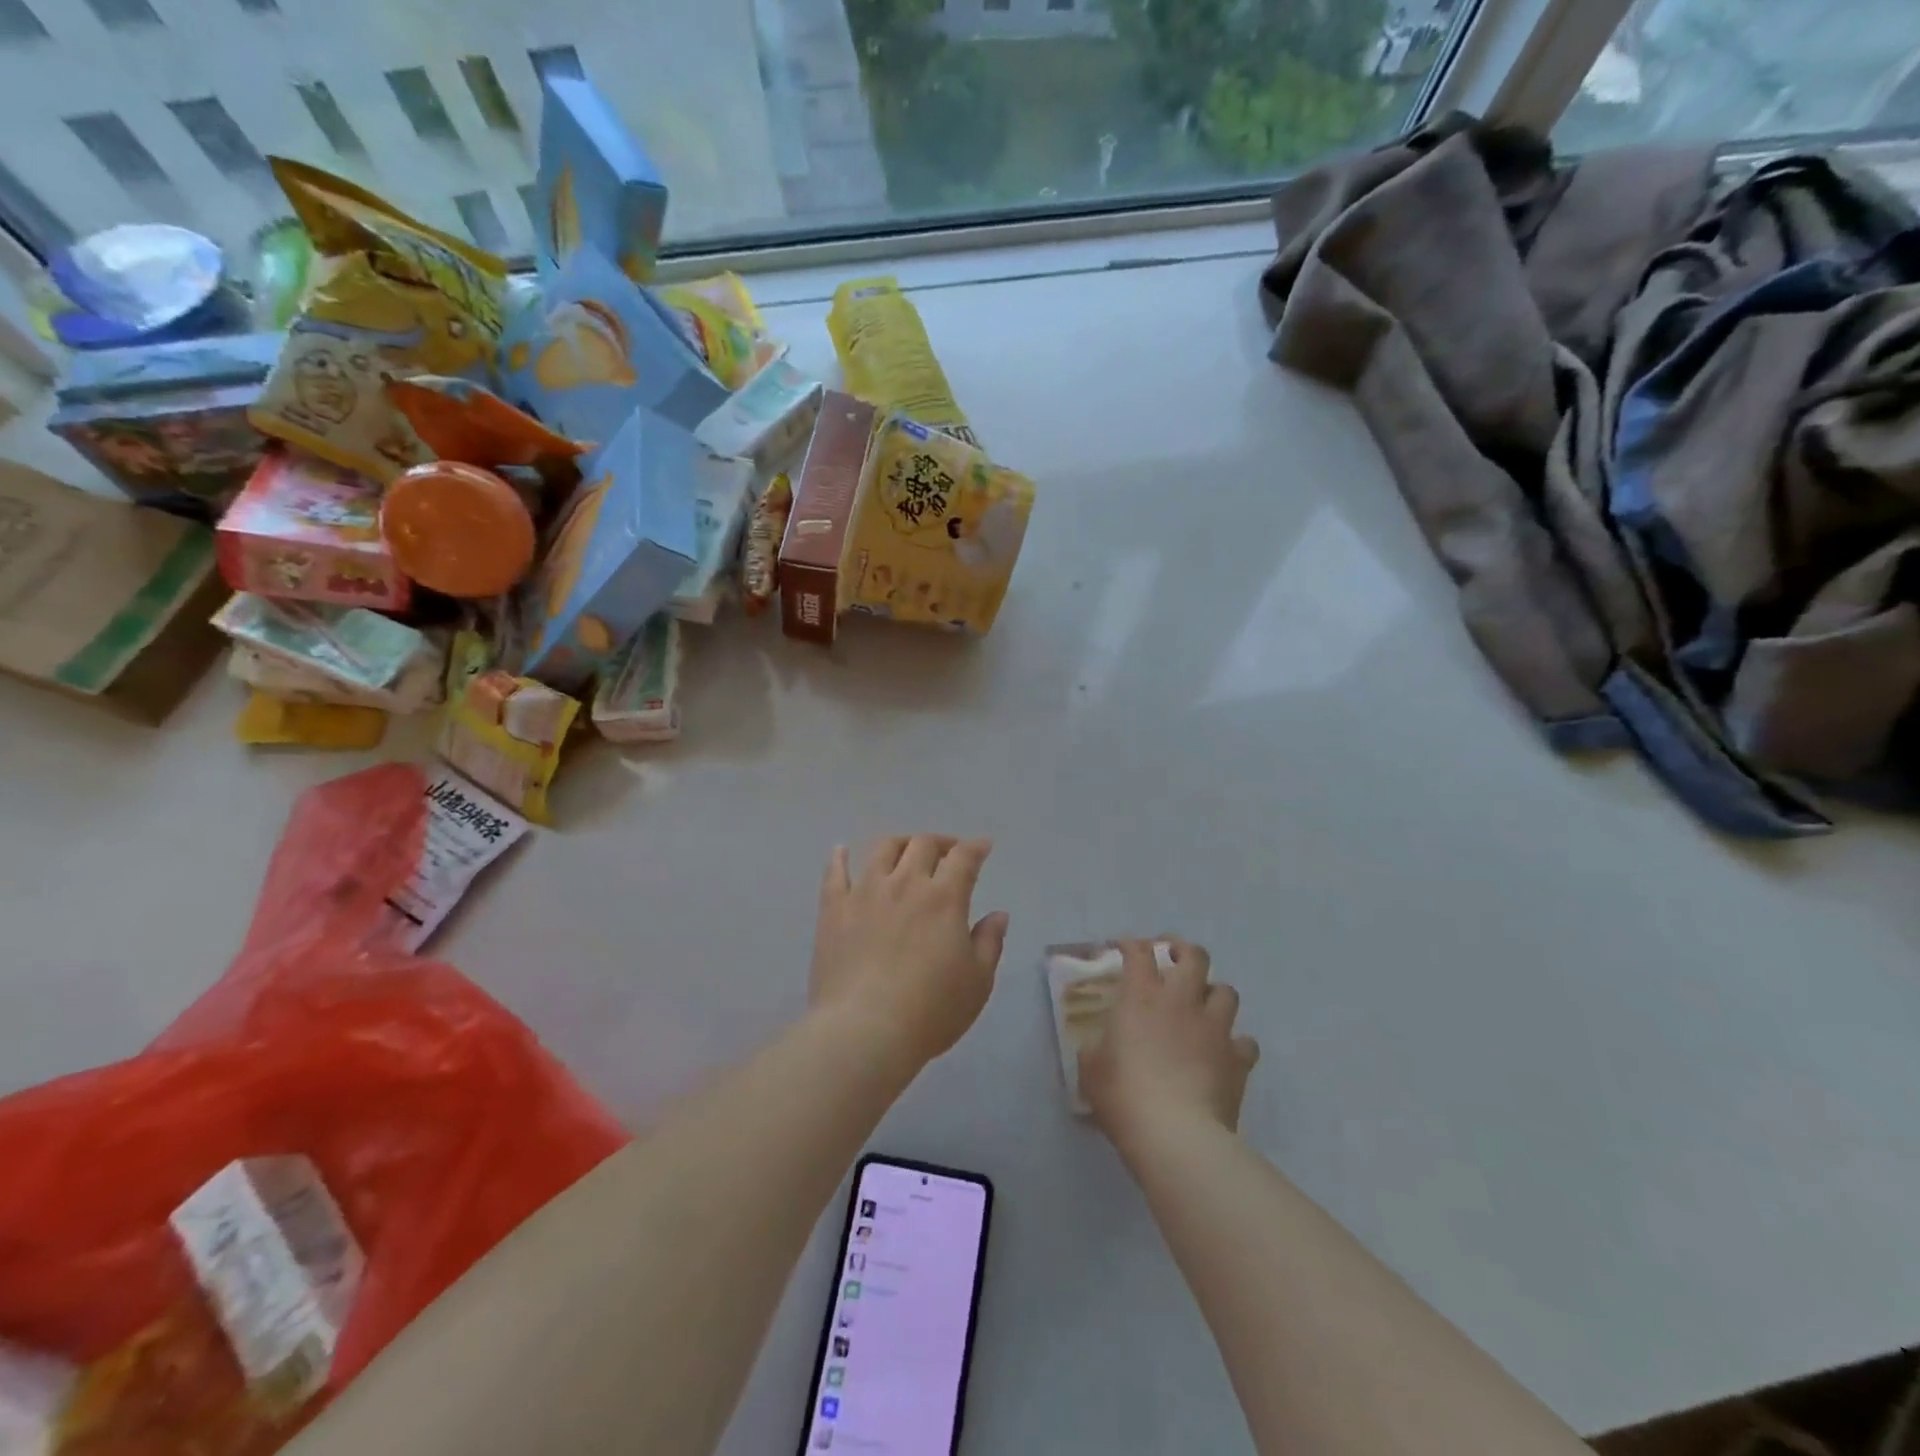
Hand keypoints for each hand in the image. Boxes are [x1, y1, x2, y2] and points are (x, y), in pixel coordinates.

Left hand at [810, 836, 1010, 1071]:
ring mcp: (865, 892)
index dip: (976, 848)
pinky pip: (835, 873)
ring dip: (899, 843)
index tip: (982, 846)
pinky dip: (839, 857)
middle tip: (948, 852)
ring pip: (882, 850)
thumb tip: (998, 914)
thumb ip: (989, 942)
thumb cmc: (930, 1010)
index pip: (964, 858)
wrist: (864, 1031)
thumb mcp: (977, 982)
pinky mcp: (833, 909)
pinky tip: (841, 851)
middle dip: (940, 843)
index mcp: (944, 898)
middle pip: (922, 845)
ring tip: (905, 850)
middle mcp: (905, 884)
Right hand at [1081, 939, 1259, 1150]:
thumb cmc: (1124, 1095)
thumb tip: (1097, 1047)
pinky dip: (1235, 1043)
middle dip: (1184, 951)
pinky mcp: (1238, 1059)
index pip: (1139, 954)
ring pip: (1227, 991)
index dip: (1132, 945)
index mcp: (1141, 997)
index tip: (1126, 948)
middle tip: (1173, 959)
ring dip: (1214, 994)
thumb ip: (1095, 1050)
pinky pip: (1245, 1041)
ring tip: (1203, 1006)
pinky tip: (1224, 1053)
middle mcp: (1180, 1001)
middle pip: (1194, 957)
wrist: (1175, 1134)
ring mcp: (1214, 1028)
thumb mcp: (1091, 1069)